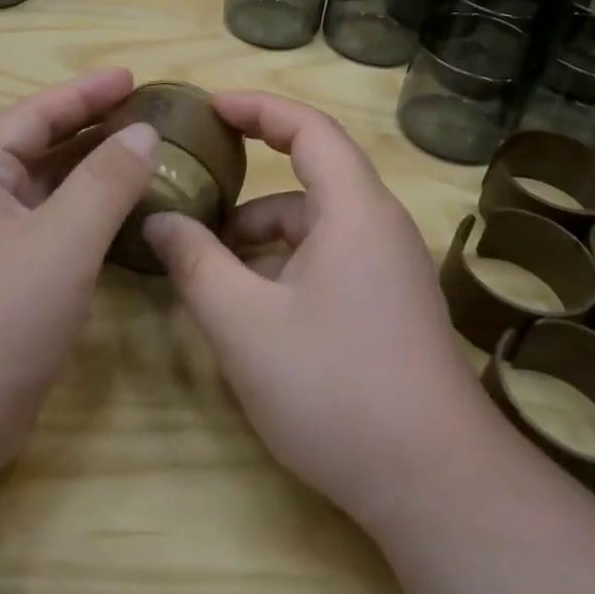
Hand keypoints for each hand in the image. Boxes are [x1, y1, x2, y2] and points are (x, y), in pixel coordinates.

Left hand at [0, 68, 158, 485]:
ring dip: (89, 174)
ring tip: (140, 157)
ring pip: (45, 194)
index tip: (131, 76)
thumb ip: (105, 181)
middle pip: (38, 150)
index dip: (83, 92)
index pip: (33, 115)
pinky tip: (118, 222)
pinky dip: (84, 219)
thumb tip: (142, 131)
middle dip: (89, 129)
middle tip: (144, 114)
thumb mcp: (60, 241)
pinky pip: (48, 233)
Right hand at [145, 92, 489, 528]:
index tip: (209, 107)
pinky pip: (329, 258)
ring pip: (316, 224)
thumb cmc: (335, 388)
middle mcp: (379, 227)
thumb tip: (159, 221)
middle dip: (250, 176)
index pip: (308, 128)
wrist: (435, 487)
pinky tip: (251, 303)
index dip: (257, 107)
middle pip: (312, 174)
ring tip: (209, 259)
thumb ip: (195, 262)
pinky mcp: (388, 306)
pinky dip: (284, 262)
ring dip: (262, 231)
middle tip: (195, 183)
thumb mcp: (243, 323)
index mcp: (354, 210)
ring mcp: (389, 269)